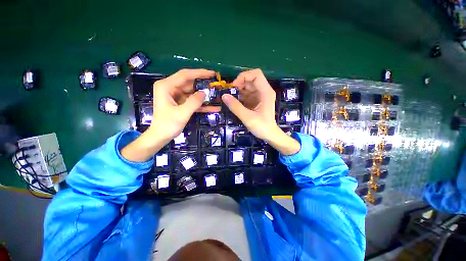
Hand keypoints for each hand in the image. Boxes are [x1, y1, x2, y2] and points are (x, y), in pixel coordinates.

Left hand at [148, 68, 217, 140]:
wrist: (161, 136)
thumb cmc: (168, 125)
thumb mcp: (182, 113)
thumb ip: (194, 102)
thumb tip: (205, 92)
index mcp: (166, 86)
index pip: (185, 75)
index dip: (200, 73)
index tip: (212, 73)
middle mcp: (170, 88)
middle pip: (190, 83)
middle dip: (204, 85)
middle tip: (217, 85)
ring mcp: (176, 96)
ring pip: (193, 92)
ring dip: (204, 96)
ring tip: (217, 96)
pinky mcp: (181, 103)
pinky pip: (193, 101)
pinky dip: (202, 104)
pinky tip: (213, 107)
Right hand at [221, 69, 299, 154]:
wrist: (269, 135)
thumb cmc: (262, 127)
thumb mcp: (247, 117)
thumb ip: (235, 106)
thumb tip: (224, 95)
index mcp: (265, 92)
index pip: (256, 74)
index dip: (244, 76)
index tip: (235, 86)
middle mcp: (264, 91)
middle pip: (250, 80)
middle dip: (239, 84)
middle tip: (230, 93)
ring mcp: (260, 96)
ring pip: (248, 87)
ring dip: (238, 91)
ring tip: (231, 99)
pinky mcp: (256, 101)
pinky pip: (247, 94)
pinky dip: (240, 96)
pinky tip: (235, 103)